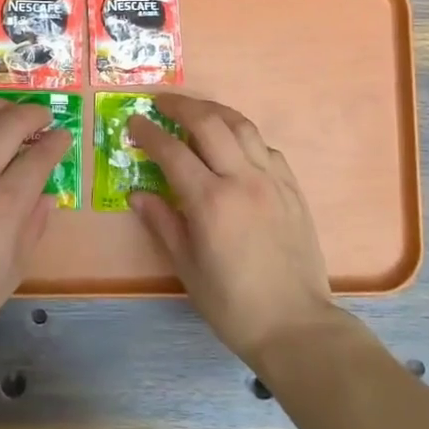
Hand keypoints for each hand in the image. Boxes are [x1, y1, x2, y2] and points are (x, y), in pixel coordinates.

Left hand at [0, 98, 70, 355]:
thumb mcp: (12, 273)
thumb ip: (32, 227)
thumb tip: (45, 196)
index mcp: (5, 203)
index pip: (40, 156)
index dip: (57, 142)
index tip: (63, 137)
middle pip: (10, 125)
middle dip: (33, 115)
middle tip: (42, 118)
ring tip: (7, 111)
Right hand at [129, 96, 337, 367]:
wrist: (295, 325)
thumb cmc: (232, 304)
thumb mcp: (187, 267)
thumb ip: (162, 222)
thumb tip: (137, 193)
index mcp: (210, 201)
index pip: (172, 151)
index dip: (149, 132)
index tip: (133, 121)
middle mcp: (242, 179)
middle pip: (209, 122)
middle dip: (180, 105)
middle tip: (160, 102)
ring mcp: (272, 180)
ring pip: (242, 126)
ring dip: (214, 110)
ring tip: (195, 110)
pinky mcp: (292, 188)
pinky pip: (265, 147)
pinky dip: (244, 136)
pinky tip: (233, 144)